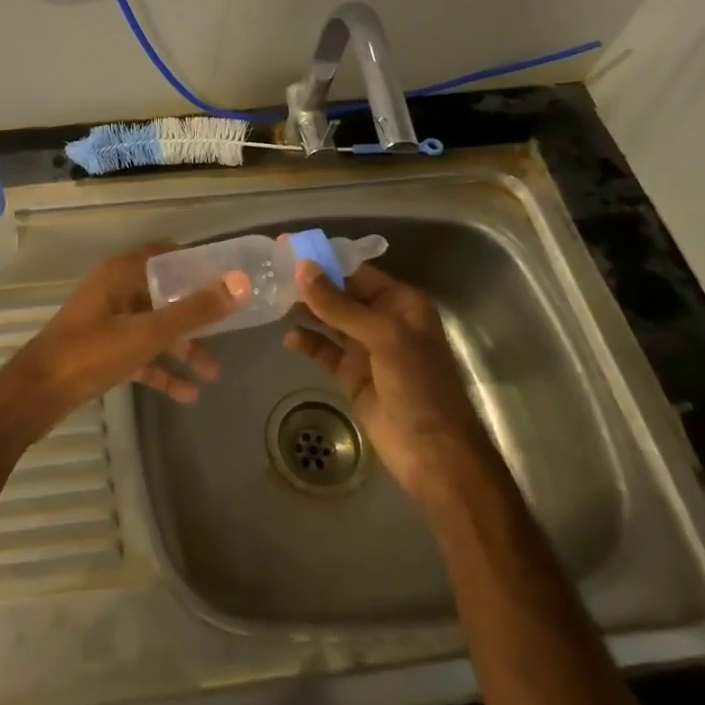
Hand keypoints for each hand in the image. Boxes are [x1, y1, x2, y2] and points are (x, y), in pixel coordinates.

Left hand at [0, 244, 247, 442]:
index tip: (228, 279)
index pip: (166, 255)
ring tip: (215, 373)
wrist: (35, 396)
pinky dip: (161, 370)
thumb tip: (239, 284)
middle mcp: (114, 291)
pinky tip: (189, 394)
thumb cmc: (90, 353)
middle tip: (231, 327)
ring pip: (153, 328)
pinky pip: (139, 354)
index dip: (197, 265)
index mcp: (120, 273)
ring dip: (182, 348)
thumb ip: (194, 311)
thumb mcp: (147, 333)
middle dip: (196, 314)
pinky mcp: (102, 351)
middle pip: (164, 294)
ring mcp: (107, 322)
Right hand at [284, 261, 479, 505]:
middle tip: (271, 274)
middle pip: (341, 294)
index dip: (325, 261)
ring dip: (306, 311)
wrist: (433, 454)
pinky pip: (325, 350)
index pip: (358, 272)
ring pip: (330, 320)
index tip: (289, 250)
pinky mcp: (352, 375)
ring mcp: (366, 349)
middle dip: (310, 285)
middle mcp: (383, 320)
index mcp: (401, 304)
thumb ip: (340, 305)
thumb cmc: (418, 386)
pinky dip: (308, 342)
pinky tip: (289, 339)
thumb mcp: (382, 338)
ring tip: (273, 301)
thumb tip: (302, 269)